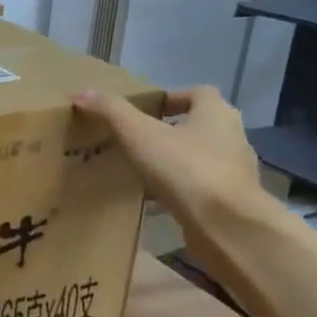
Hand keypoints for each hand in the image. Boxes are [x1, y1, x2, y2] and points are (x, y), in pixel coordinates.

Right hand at [72, 85, 273, 241]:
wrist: (226, 224)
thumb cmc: (185, 168)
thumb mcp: (139, 134)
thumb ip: (111, 111)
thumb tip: (82, 93)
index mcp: (216, 114)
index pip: (198, 93)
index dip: (172, 97)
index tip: (145, 110)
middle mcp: (231, 137)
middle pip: (199, 125)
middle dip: (170, 130)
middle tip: (137, 139)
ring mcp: (233, 171)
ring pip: (199, 158)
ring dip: (174, 161)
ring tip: (141, 170)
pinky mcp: (228, 201)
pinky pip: (198, 188)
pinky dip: (177, 190)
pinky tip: (152, 202)